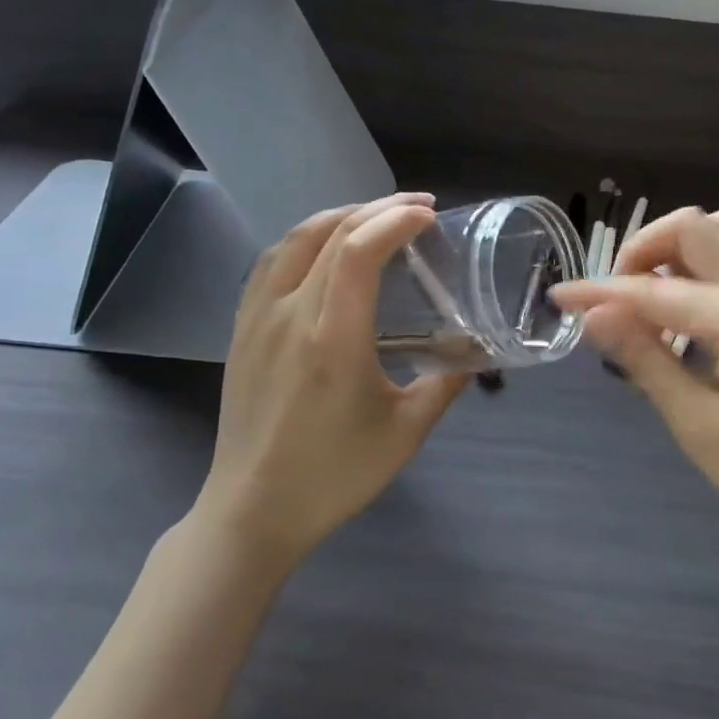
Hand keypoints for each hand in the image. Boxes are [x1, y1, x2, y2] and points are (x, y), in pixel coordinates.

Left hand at [197, 194, 469, 568]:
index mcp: (333, 337)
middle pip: (331, 232)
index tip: (430, 215)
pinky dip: (305, 239)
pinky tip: (324, 248)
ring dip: (340, 216)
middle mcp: (290, 314)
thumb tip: (476, 350)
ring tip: (375, 217)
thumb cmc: (333, 475)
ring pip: (295, 238)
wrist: (252, 511)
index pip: (359, 250)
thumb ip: (446, 383)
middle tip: (417, 207)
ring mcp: (258, 317)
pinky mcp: (241, 328)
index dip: (396, 219)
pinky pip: (271, 261)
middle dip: (378, 208)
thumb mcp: (405, 432)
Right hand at [552, 206, 718, 574]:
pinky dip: (718, 250)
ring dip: (683, 243)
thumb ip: (644, 358)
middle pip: (694, 226)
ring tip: (660, 289)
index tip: (560, 297)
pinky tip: (703, 290)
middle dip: (644, 250)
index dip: (599, 293)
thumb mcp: (697, 424)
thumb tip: (594, 316)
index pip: (653, 292)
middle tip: (619, 298)